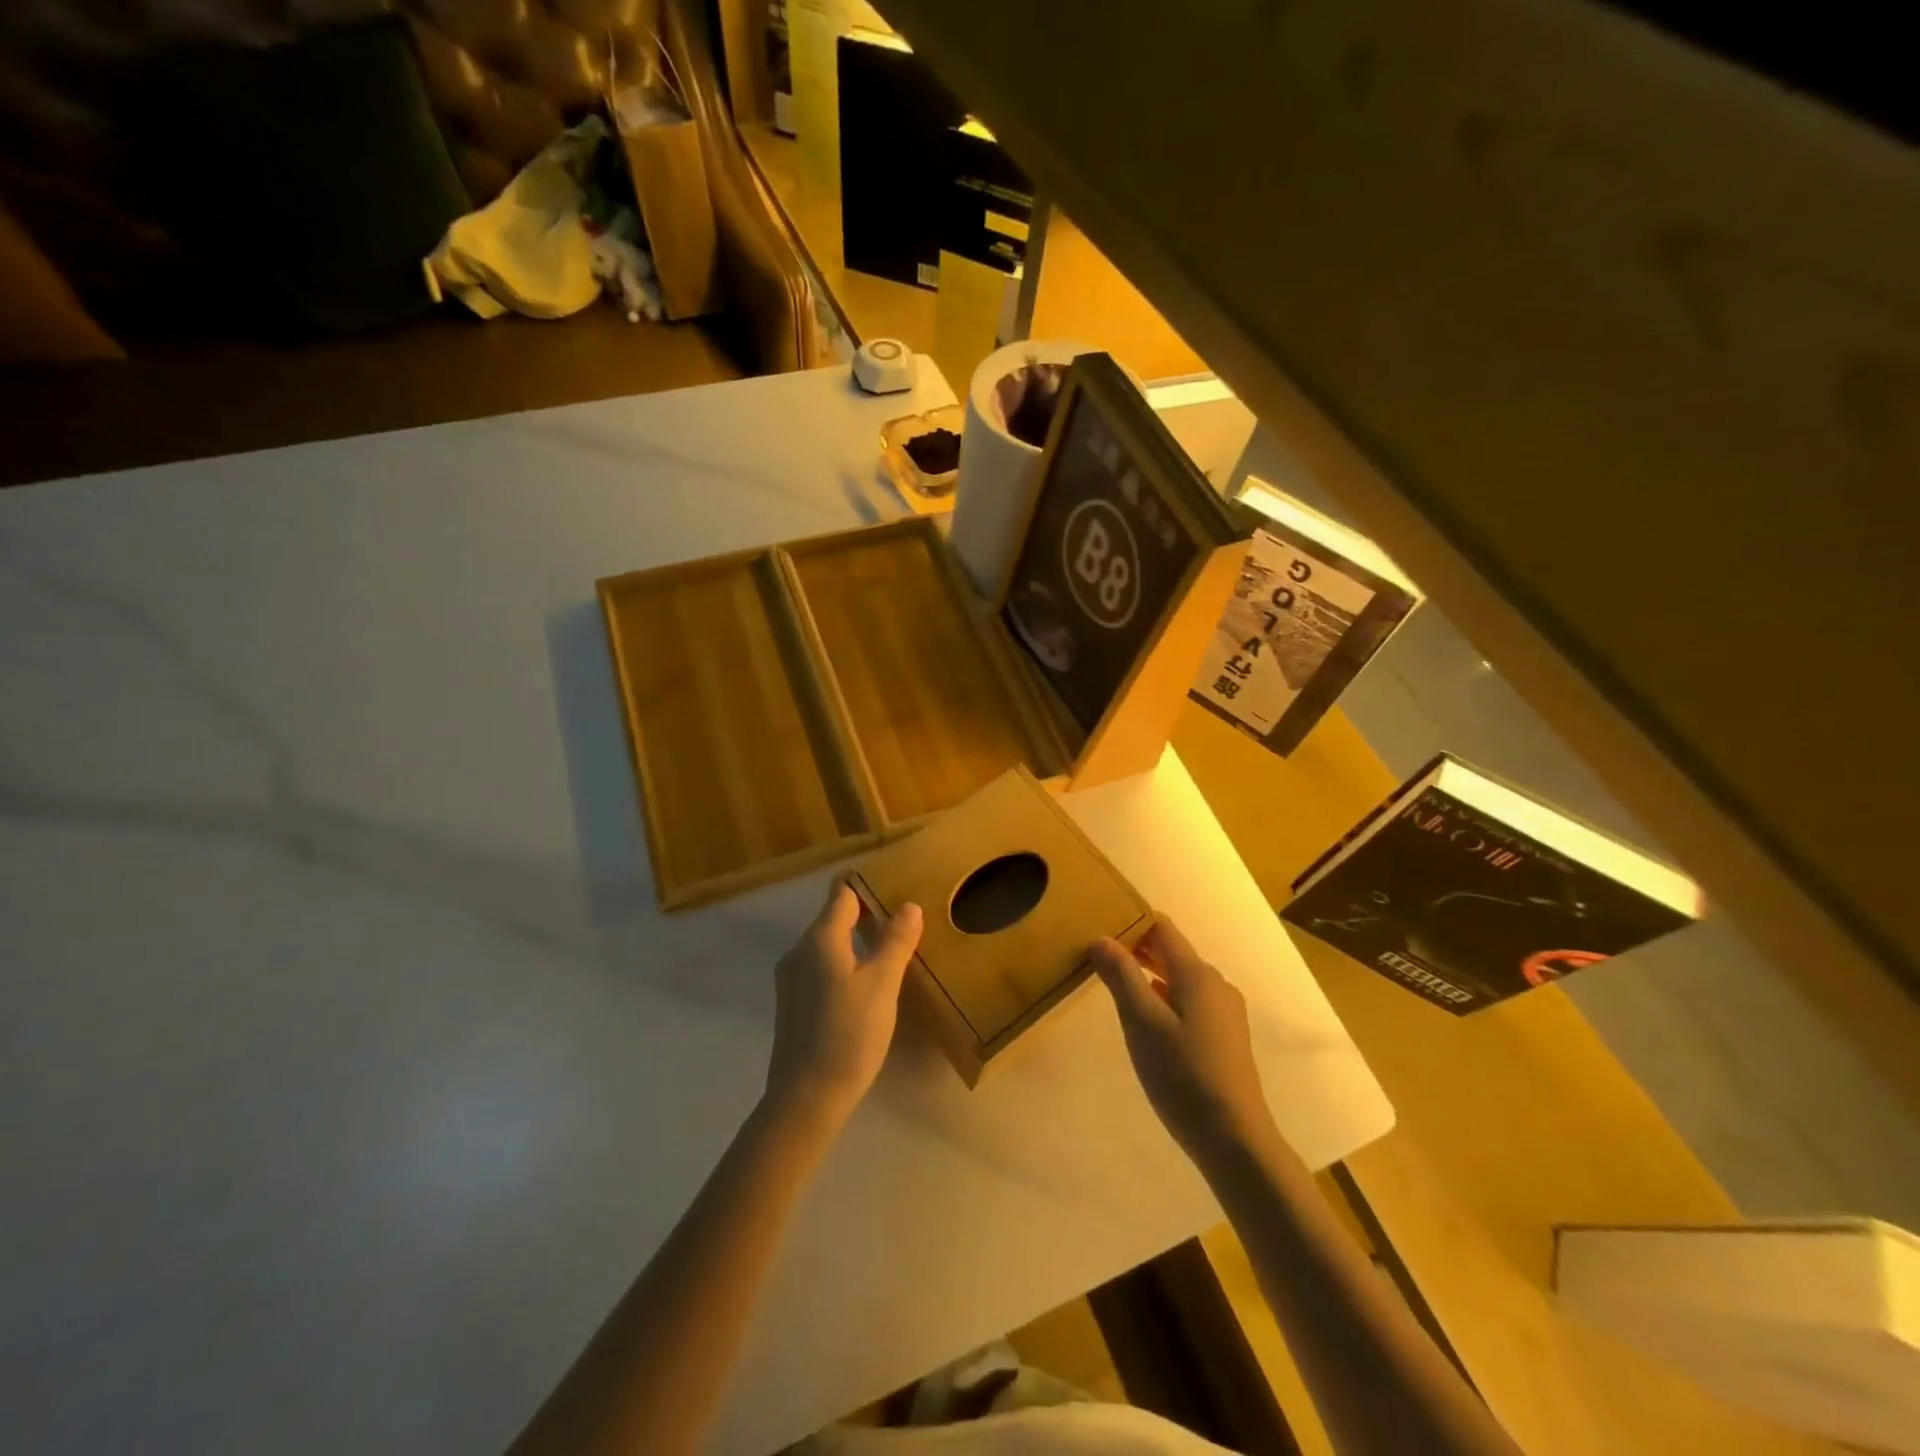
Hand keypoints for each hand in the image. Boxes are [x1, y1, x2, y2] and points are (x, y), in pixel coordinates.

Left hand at [765, 881, 923, 1128]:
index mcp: (819, 938)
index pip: (843, 894)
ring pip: (828, 945)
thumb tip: (908, 905)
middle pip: (834, 918)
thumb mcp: (882, 984)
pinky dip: (844, 965)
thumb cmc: (848, 1034)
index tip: (897, 890)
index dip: (869, 887)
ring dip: (857, 943)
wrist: (805, 1098)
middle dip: (867, 916)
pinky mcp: (792, 1004)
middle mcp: (799, 951)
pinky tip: (865, 988)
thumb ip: (895, 941)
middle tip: (904, 925)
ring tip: (890, 955)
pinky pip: (821, 968)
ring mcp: (791, 979)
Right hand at [1092, 917, 1275, 1158]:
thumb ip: (1121, 977)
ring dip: (1148, 975)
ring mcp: (1224, 1012)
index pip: (1162, 928)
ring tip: (1114, 983)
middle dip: (1136, 948)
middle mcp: (1215, 985)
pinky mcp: (1224, 1037)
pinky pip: (1188, 1001)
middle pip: (1171, 952)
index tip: (1099, 924)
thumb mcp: (1142, 1023)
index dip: (1131, 921)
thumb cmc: (1183, 1075)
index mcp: (1197, 974)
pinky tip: (1145, 1019)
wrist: (1234, 1140)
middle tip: (1097, 954)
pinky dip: (1163, 998)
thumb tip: (1101, 938)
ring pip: (1179, 979)